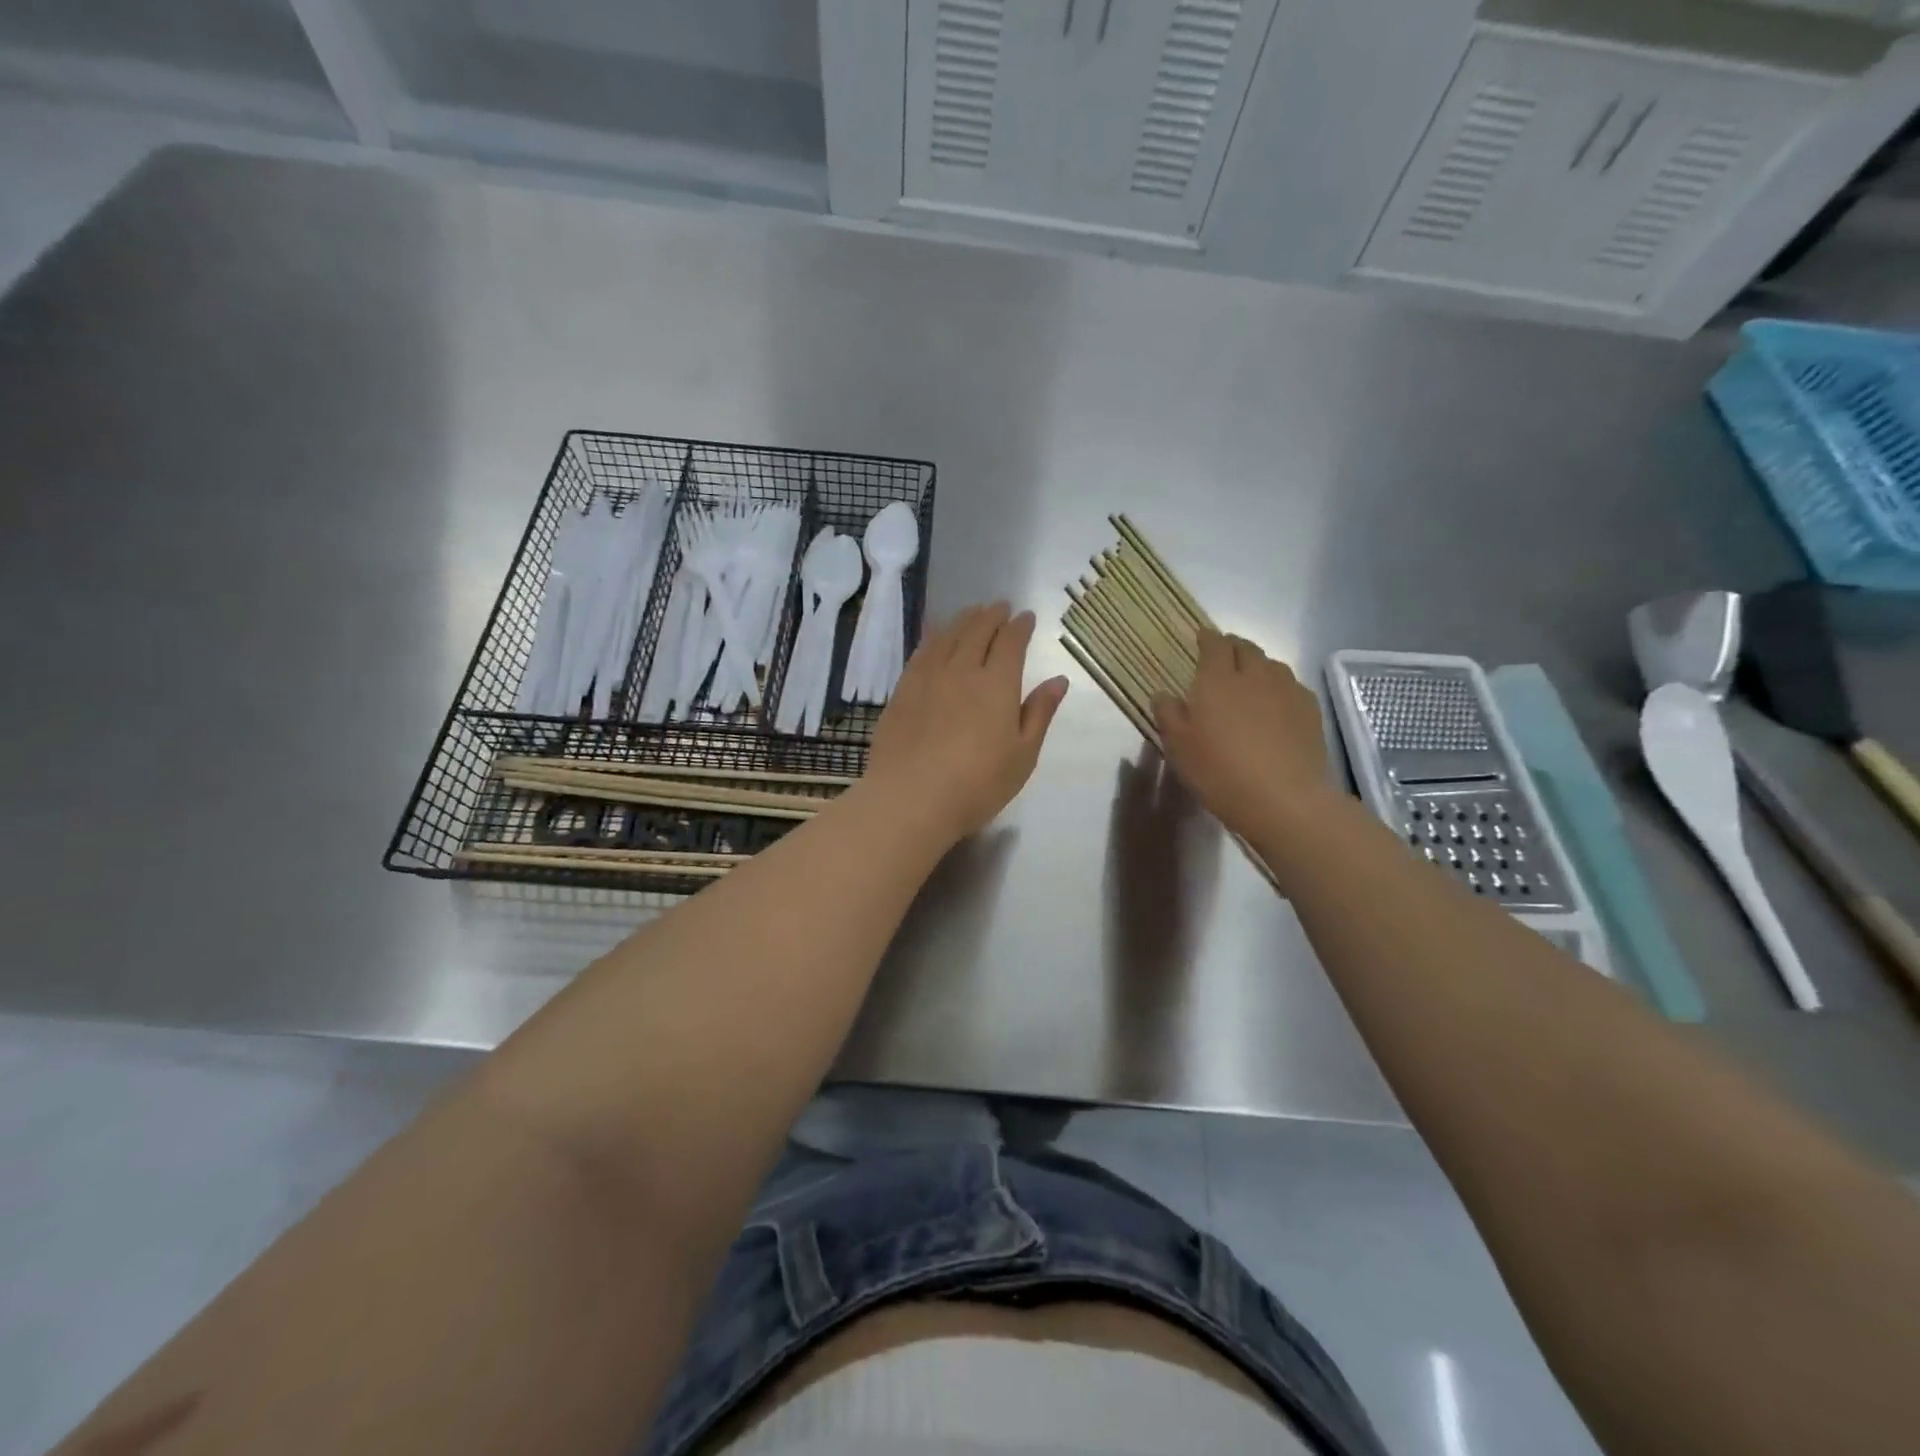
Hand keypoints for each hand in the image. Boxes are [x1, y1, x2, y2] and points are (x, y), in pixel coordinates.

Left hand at [865, 602, 1067, 846]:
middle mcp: (962, 670)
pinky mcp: (902, 691)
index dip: (1020, 626)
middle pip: (977, 631)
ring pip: (947, 636)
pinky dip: (933, 636)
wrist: (911, 799)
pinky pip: (921, 652)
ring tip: (971, 612)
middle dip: (992, 615)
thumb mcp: (1022, 755)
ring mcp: (928, 678)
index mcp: (997, 684)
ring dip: (963, 619)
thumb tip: (1059, 680)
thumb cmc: (977, 784)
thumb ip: (1039, 713)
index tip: (1026, 617)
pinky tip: (935, 636)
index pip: (1011, 642)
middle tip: (1000, 606)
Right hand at [1152, 630, 1333, 843]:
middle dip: (1233, 647)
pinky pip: (1292, 687)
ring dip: (1258, 666)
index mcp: (1217, 679)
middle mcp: (1255, 674)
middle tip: (1223, 658)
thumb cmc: (1219, 771)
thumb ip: (1168, 713)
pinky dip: (1279, 687)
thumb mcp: (1178, 746)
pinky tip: (1275, 706)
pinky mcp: (1310, 711)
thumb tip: (1164, 693)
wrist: (1284, 799)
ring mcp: (1287, 690)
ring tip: (1249, 680)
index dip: (1207, 638)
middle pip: (1246, 648)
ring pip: (1272, 665)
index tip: (1201, 638)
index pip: (1214, 644)